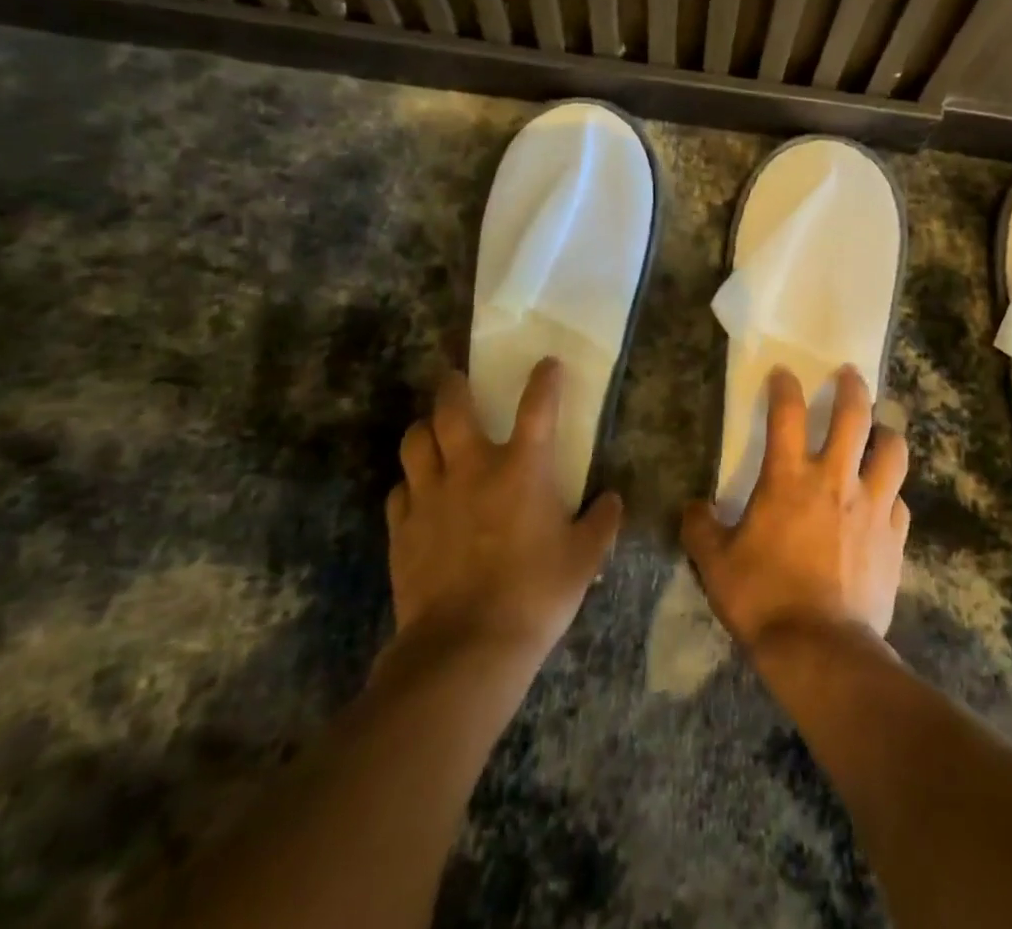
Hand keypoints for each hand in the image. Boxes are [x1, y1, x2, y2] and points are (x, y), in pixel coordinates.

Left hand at [378, 360, 622, 677]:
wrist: (465, 648)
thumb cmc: (535, 595)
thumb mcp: (584, 560)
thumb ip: (601, 523)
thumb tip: (612, 500)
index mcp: (522, 469)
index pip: (538, 406)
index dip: (545, 379)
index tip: (547, 363)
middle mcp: (472, 469)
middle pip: (452, 409)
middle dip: (454, 386)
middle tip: (455, 378)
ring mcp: (431, 497)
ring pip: (415, 442)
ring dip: (424, 429)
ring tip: (431, 430)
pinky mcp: (403, 529)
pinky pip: (399, 491)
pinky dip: (409, 484)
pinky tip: (417, 494)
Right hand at [682, 365, 910, 652]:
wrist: (821, 650)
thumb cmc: (764, 599)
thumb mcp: (716, 564)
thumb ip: (700, 529)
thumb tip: (692, 509)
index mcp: (789, 478)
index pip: (787, 413)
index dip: (784, 386)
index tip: (783, 374)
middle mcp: (835, 479)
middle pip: (854, 416)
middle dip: (852, 388)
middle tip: (850, 375)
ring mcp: (872, 507)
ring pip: (892, 451)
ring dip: (887, 434)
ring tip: (881, 432)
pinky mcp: (894, 538)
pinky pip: (899, 501)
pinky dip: (891, 493)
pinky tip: (885, 500)